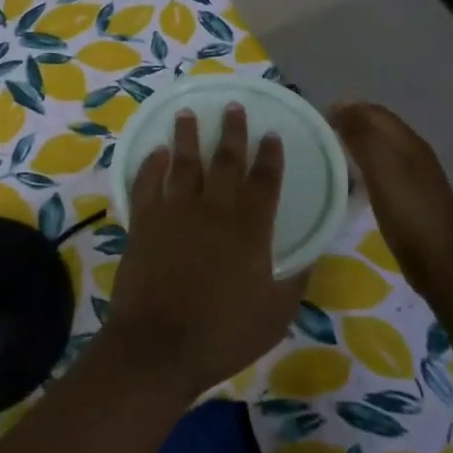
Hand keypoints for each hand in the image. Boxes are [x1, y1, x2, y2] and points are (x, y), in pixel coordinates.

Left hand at [108, 105, 302, 396]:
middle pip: (225, 161)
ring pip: (184, 163)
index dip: (270, 156)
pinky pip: (147, 183)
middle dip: (232, 131)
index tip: (271, 134)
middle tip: (233, 106)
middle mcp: (214, 210)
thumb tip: (308, 257)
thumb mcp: (275, 314)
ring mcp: (175, 213)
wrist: (158, 346)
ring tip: (187, 113)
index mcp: (250, 230)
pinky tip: (156, 152)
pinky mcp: (144, 222)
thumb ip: (294, 280)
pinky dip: (151, 165)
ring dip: (187, 136)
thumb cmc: (222, 334)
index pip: (265, 181)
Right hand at [329, 102, 452, 283]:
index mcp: (409, 142)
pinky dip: (364, 168)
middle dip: (350, 124)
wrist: (441, 263)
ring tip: (328, 155)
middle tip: (318, 136)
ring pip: (380, 149)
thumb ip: (363, 137)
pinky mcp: (410, 199)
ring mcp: (415, 177)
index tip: (317, 119)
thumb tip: (341, 107)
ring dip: (356, 145)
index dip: (347, 109)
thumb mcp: (383, 170)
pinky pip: (382, 171)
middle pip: (379, 128)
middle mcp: (414, 154)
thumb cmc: (409, 214)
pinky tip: (350, 182)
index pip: (375, 112)